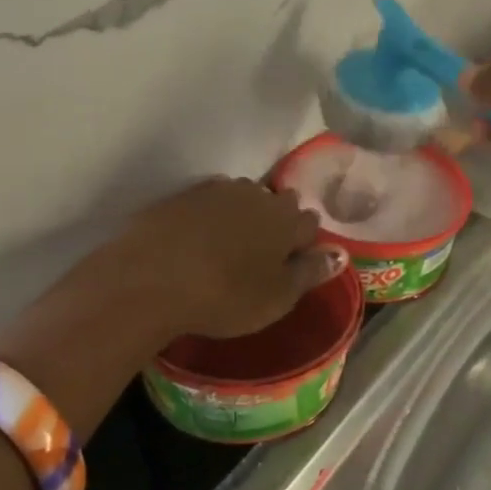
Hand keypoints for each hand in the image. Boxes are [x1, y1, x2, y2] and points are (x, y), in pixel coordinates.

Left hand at [0, 178, 344, 410]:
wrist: (150, 279)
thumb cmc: (225, 296)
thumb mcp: (277, 298)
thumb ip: (310, 273)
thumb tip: (340, 254)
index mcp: (287, 221)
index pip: (310, 222)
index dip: (305, 242)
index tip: (294, 261)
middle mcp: (258, 196)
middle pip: (279, 203)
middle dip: (277, 222)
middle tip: (264, 254)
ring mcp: (217, 192)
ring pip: (244, 198)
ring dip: (244, 215)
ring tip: (232, 245)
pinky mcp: (182, 196)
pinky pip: (209, 201)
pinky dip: (211, 216)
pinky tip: (200, 238)